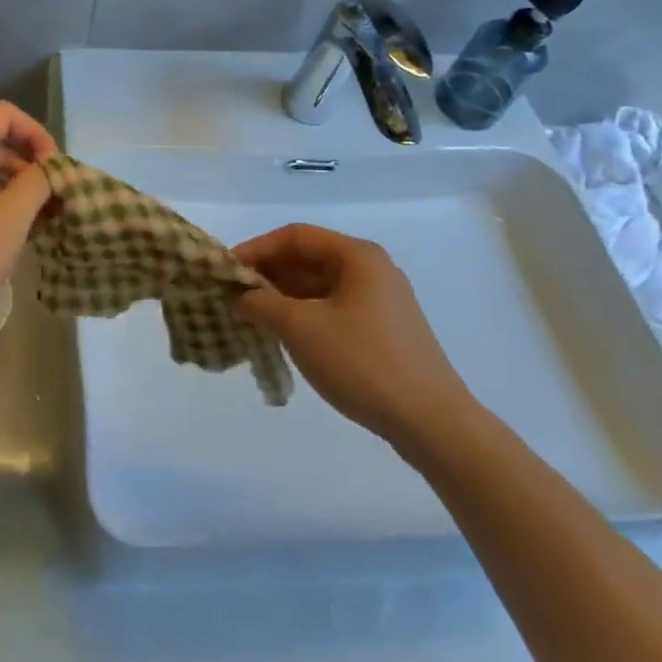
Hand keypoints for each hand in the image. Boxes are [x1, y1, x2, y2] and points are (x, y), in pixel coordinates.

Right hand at [233, 223, 477, 459]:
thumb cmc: (363, 363)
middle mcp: (372, 268)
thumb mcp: (302, 329)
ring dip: (286, 296)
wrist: (434, 424)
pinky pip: (336, 308)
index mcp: (357, 256)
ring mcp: (383, 301)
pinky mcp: (387, 330)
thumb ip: (263, 304)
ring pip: (322, 286)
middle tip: (236, 295)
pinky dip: (307, 315)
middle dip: (270, 274)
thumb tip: (240, 296)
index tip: (227, 271)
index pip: (295, 236)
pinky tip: (288, 336)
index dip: (257, 249)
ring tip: (255, 317)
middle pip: (310, 258)